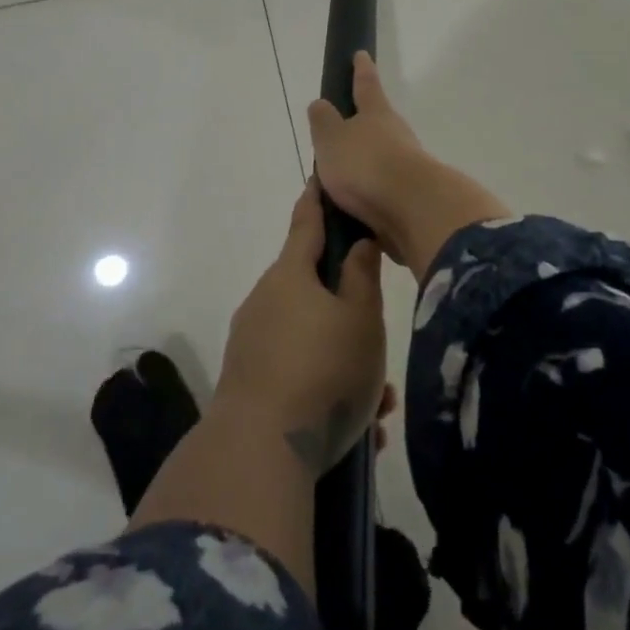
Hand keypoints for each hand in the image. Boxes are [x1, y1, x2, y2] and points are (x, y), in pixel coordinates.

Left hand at [217, 179, 387, 474]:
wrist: (260, 450)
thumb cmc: (323, 370)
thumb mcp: (360, 320)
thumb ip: (361, 276)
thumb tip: (357, 242)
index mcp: (291, 276)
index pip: (307, 223)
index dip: (318, 200)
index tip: (322, 178)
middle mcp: (265, 302)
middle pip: (315, 294)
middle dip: (351, 316)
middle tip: (381, 346)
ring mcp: (252, 344)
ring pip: (312, 342)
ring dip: (347, 365)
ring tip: (378, 405)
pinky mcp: (249, 383)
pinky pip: (298, 376)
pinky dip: (327, 392)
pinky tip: (357, 431)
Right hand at [306, 52, 510, 280]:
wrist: (412, 208)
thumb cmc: (366, 164)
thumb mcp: (332, 139)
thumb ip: (324, 121)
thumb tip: (320, 103)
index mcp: (376, 114)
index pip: (366, 86)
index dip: (361, 70)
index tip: (361, 54)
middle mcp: (397, 134)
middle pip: (379, 123)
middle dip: (363, 125)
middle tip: (343, 131)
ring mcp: (408, 164)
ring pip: (383, 156)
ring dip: (366, 162)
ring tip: (342, 177)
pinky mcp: (412, 194)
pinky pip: (384, 187)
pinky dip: (370, 191)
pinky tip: (356, 203)